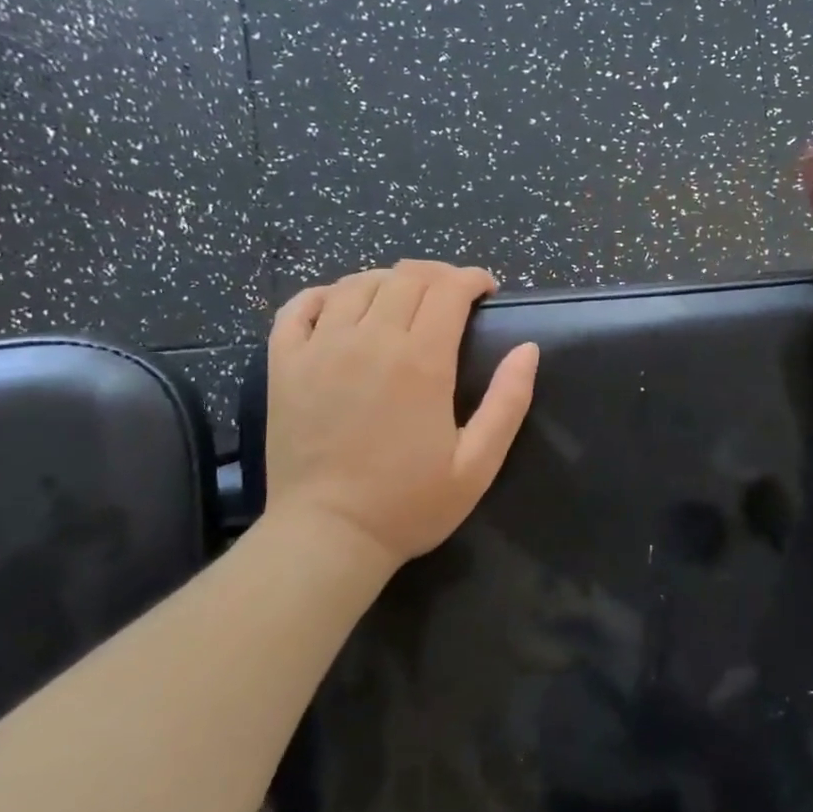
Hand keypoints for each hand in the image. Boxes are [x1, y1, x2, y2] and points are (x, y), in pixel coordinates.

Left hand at [262, 260, 539, 573]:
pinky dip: (325, 294)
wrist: (328, 536)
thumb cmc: (409, 504)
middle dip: (438, 274)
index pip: (449, 289)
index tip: (486, 290)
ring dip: (388, 280)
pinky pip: (300, 306)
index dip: (472, 278)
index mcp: (421, 362)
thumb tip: (528, 349)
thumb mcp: (478, 464)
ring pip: (356, 283)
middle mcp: (369, 341)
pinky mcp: (284, 364)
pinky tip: (341, 305)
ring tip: (403, 300)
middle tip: (452, 295)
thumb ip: (508, 402)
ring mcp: (320, 348)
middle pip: (406, 277)